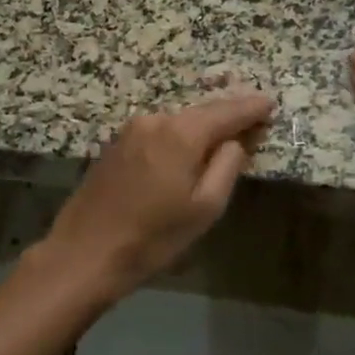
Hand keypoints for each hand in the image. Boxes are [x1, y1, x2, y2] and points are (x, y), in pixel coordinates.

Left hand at [40, 93, 275, 296]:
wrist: (84, 252)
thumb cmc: (153, 236)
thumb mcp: (205, 207)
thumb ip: (227, 165)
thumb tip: (236, 140)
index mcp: (182, 132)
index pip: (227, 111)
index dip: (251, 107)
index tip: (270, 102)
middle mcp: (156, 119)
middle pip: (202, 112)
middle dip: (228, 114)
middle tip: (254, 117)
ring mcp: (132, 129)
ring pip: (180, 121)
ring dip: (203, 125)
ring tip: (226, 133)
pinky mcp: (117, 143)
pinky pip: (160, 131)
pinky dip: (180, 134)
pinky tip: (189, 147)